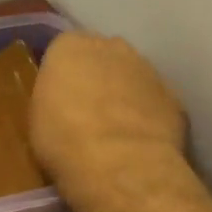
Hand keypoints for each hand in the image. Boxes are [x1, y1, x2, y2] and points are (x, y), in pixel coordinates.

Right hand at [30, 32, 187, 196]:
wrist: (119, 165)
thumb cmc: (63, 138)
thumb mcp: (37, 114)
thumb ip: (53, 94)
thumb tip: (63, 99)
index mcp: (70, 46)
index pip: (64, 48)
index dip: (63, 72)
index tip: (58, 94)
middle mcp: (111, 46)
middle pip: (101, 55)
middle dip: (96, 75)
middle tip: (85, 108)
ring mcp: (147, 69)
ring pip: (132, 75)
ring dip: (124, 93)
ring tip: (115, 128)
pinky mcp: (174, 96)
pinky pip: (154, 100)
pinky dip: (148, 114)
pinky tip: (139, 140)